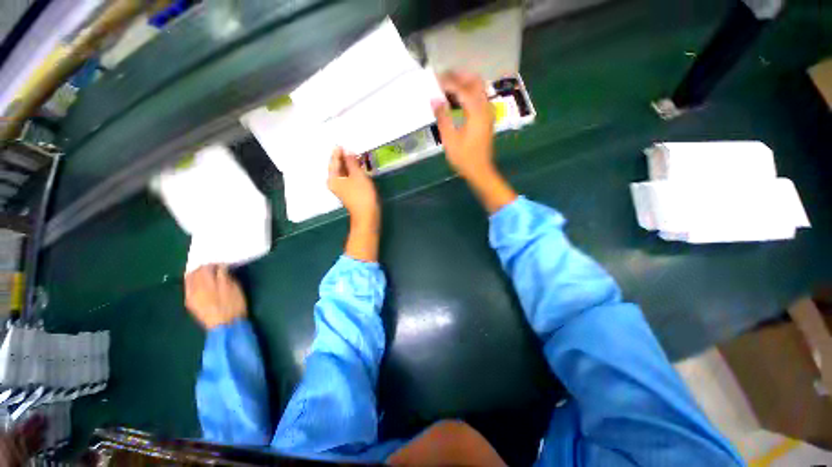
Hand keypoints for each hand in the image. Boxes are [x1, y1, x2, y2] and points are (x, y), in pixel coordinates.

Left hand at [185, 265, 246, 329]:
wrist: (226, 327)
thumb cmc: (233, 306)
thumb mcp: (233, 288)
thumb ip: (224, 276)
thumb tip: (220, 267)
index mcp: (206, 284)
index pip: (206, 267)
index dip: (213, 263)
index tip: (222, 263)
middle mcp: (194, 288)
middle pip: (194, 272)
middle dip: (203, 267)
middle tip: (213, 266)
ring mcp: (190, 296)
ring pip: (189, 280)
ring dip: (196, 274)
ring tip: (206, 274)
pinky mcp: (190, 303)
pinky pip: (188, 288)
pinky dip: (193, 282)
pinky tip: (200, 283)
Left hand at [327, 147, 379, 228]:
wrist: (367, 214)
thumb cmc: (361, 195)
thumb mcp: (357, 175)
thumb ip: (352, 162)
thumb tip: (347, 151)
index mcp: (333, 179)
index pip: (334, 161)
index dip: (339, 152)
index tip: (342, 144)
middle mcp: (335, 183)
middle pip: (338, 167)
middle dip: (345, 158)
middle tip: (352, 150)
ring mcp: (342, 189)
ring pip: (345, 173)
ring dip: (351, 165)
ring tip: (358, 157)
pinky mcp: (350, 192)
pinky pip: (350, 178)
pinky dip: (354, 172)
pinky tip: (360, 168)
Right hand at [432, 71, 516, 213]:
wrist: (480, 171)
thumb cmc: (464, 158)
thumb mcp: (450, 139)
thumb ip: (442, 117)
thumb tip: (434, 99)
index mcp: (476, 112)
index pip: (462, 88)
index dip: (448, 82)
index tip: (435, 79)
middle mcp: (485, 108)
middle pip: (475, 82)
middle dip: (459, 76)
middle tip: (442, 77)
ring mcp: (488, 113)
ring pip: (478, 89)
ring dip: (464, 83)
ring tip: (447, 86)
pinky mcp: (486, 119)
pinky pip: (478, 98)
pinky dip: (468, 93)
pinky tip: (456, 99)